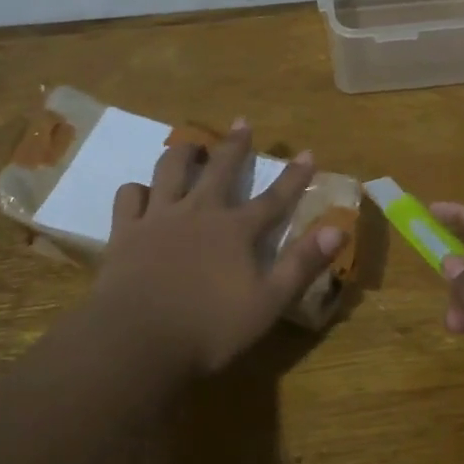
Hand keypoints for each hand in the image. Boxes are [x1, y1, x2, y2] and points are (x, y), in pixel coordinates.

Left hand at [91, 121, 348, 376]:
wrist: (137, 340)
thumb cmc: (209, 328)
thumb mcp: (268, 302)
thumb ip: (301, 264)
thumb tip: (337, 230)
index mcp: (235, 231)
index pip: (273, 199)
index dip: (294, 177)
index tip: (307, 153)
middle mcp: (199, 213)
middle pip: (220, 170)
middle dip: (235, 146)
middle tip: (242, 123)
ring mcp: (159, 218)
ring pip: (171, 170)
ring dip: (184, 153)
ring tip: (192, 145)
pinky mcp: (126, 232)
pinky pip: (130, 197)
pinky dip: (138, 190)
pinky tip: (142, 192)